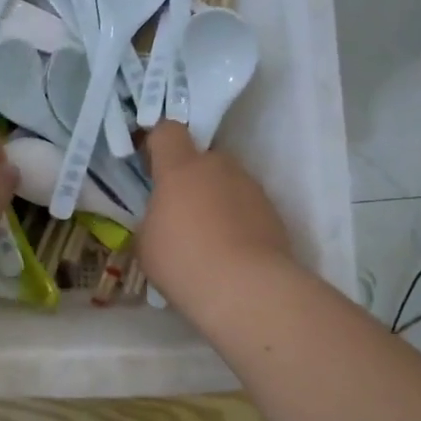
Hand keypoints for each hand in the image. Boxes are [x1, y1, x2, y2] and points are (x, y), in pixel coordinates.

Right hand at [137, 123, 295, 311]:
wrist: (246, 289)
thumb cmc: (183, 260)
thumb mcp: (146, 242)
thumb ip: (152, 219)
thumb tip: (163, 219)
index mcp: (181, 168)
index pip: (167, 131)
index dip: (157, 144)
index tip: (151, 166)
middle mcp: (219, 167)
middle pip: (202, 159)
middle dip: (190, 179)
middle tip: (179, 214)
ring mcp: (251, 188)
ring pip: (227, 183)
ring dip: (216, 200)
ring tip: (208, 240)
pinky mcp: (273, 212)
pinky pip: (247, 207)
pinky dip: (238, 221)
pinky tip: (231, 253)